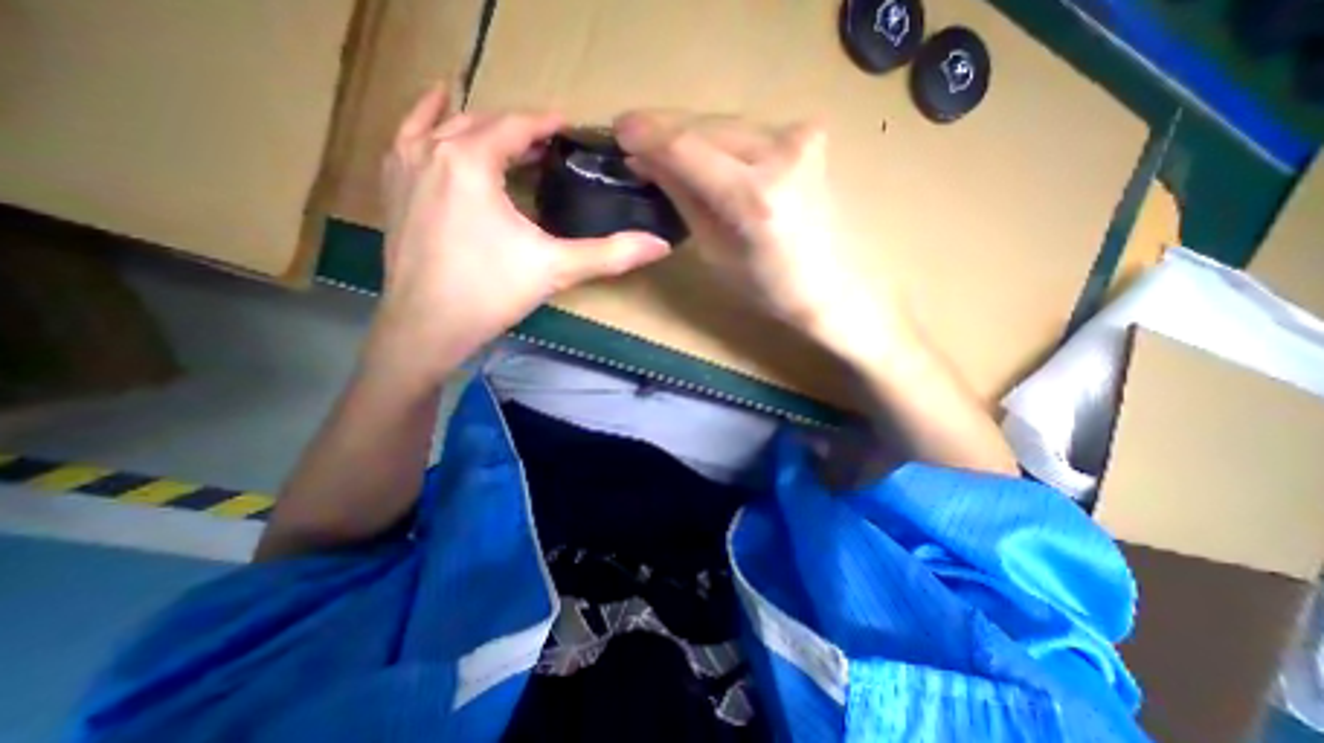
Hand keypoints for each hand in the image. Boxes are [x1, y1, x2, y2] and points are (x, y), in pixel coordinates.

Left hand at [364, 84, 668, 386]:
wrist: (427, 326)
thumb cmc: (492, 293)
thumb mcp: (557, 270)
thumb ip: (611, 254)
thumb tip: (660, 246)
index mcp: (471, 160)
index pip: (516, 124)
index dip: (546, 122)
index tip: (570, 126)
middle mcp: (433, 150)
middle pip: (484, 122)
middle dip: (519, 127)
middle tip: (550, 142)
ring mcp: (405, 165)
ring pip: (446, 124)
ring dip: (482, 124)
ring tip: (510, 134)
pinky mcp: (393, 187)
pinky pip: (409, 136)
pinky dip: (428, 119)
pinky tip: (441, 115)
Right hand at [616, 111, 904, 362]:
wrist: (826, 287)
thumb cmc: (765, 286)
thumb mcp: (712, 248)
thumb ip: (682, 197)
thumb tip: (646, 162)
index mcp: (754, 198)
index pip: (688, 149)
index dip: (648, 135)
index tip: (619, 131)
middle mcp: (782, 155)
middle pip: (706, 127)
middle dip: (666, 132)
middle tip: (635, 142)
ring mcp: (801, 139)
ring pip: (726, 124)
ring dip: (691, 135)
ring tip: (663, 150)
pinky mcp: (809, 138)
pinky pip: (748, 131)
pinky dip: (720, 140)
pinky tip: (703, 154)